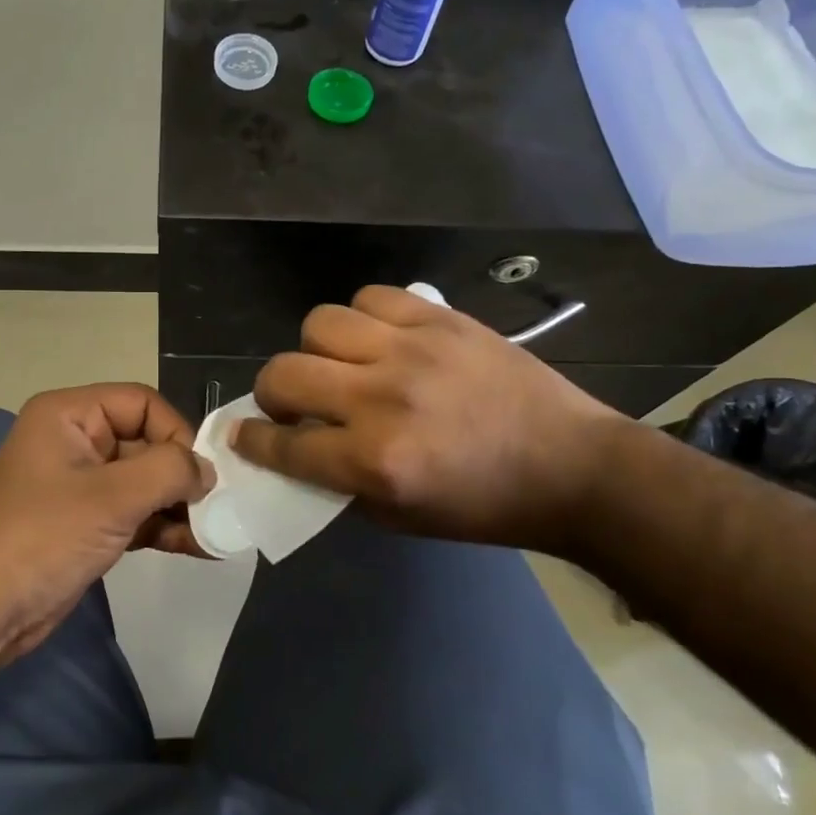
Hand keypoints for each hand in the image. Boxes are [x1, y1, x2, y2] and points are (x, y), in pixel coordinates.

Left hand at [0, 385, 213, 661]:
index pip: (142, 403)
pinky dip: (162, 526)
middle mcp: (75, 440)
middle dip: (182, 476)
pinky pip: (134, 512)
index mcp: (69, 414)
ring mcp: (80, 485)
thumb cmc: (43, 537)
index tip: (201, 475)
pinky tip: (198, 547)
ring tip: (214, 533)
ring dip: (178, 505)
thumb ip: (170, 471)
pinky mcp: (86, 523)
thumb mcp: (112, 497)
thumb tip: (208, 470)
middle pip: (146, 442)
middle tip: (217, 508)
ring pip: (144, 481)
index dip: (176, 432)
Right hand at [232, 286, 632, 553]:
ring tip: (341, 366)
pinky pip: (373, 297)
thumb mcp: (402, 517)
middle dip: (271, 394)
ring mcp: (413, 350)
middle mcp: (383, 398)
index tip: (244, 435)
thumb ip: (340, 482)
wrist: (571, 466)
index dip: (253, 441)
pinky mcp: (441, 319)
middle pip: (285, 373)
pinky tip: (379, 340)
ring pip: (320, 323)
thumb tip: (297, 447)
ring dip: (317, 350)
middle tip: (292, 404)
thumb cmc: (485, 505)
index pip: (284, 443)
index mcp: (375, 461)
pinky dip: (363, 318)